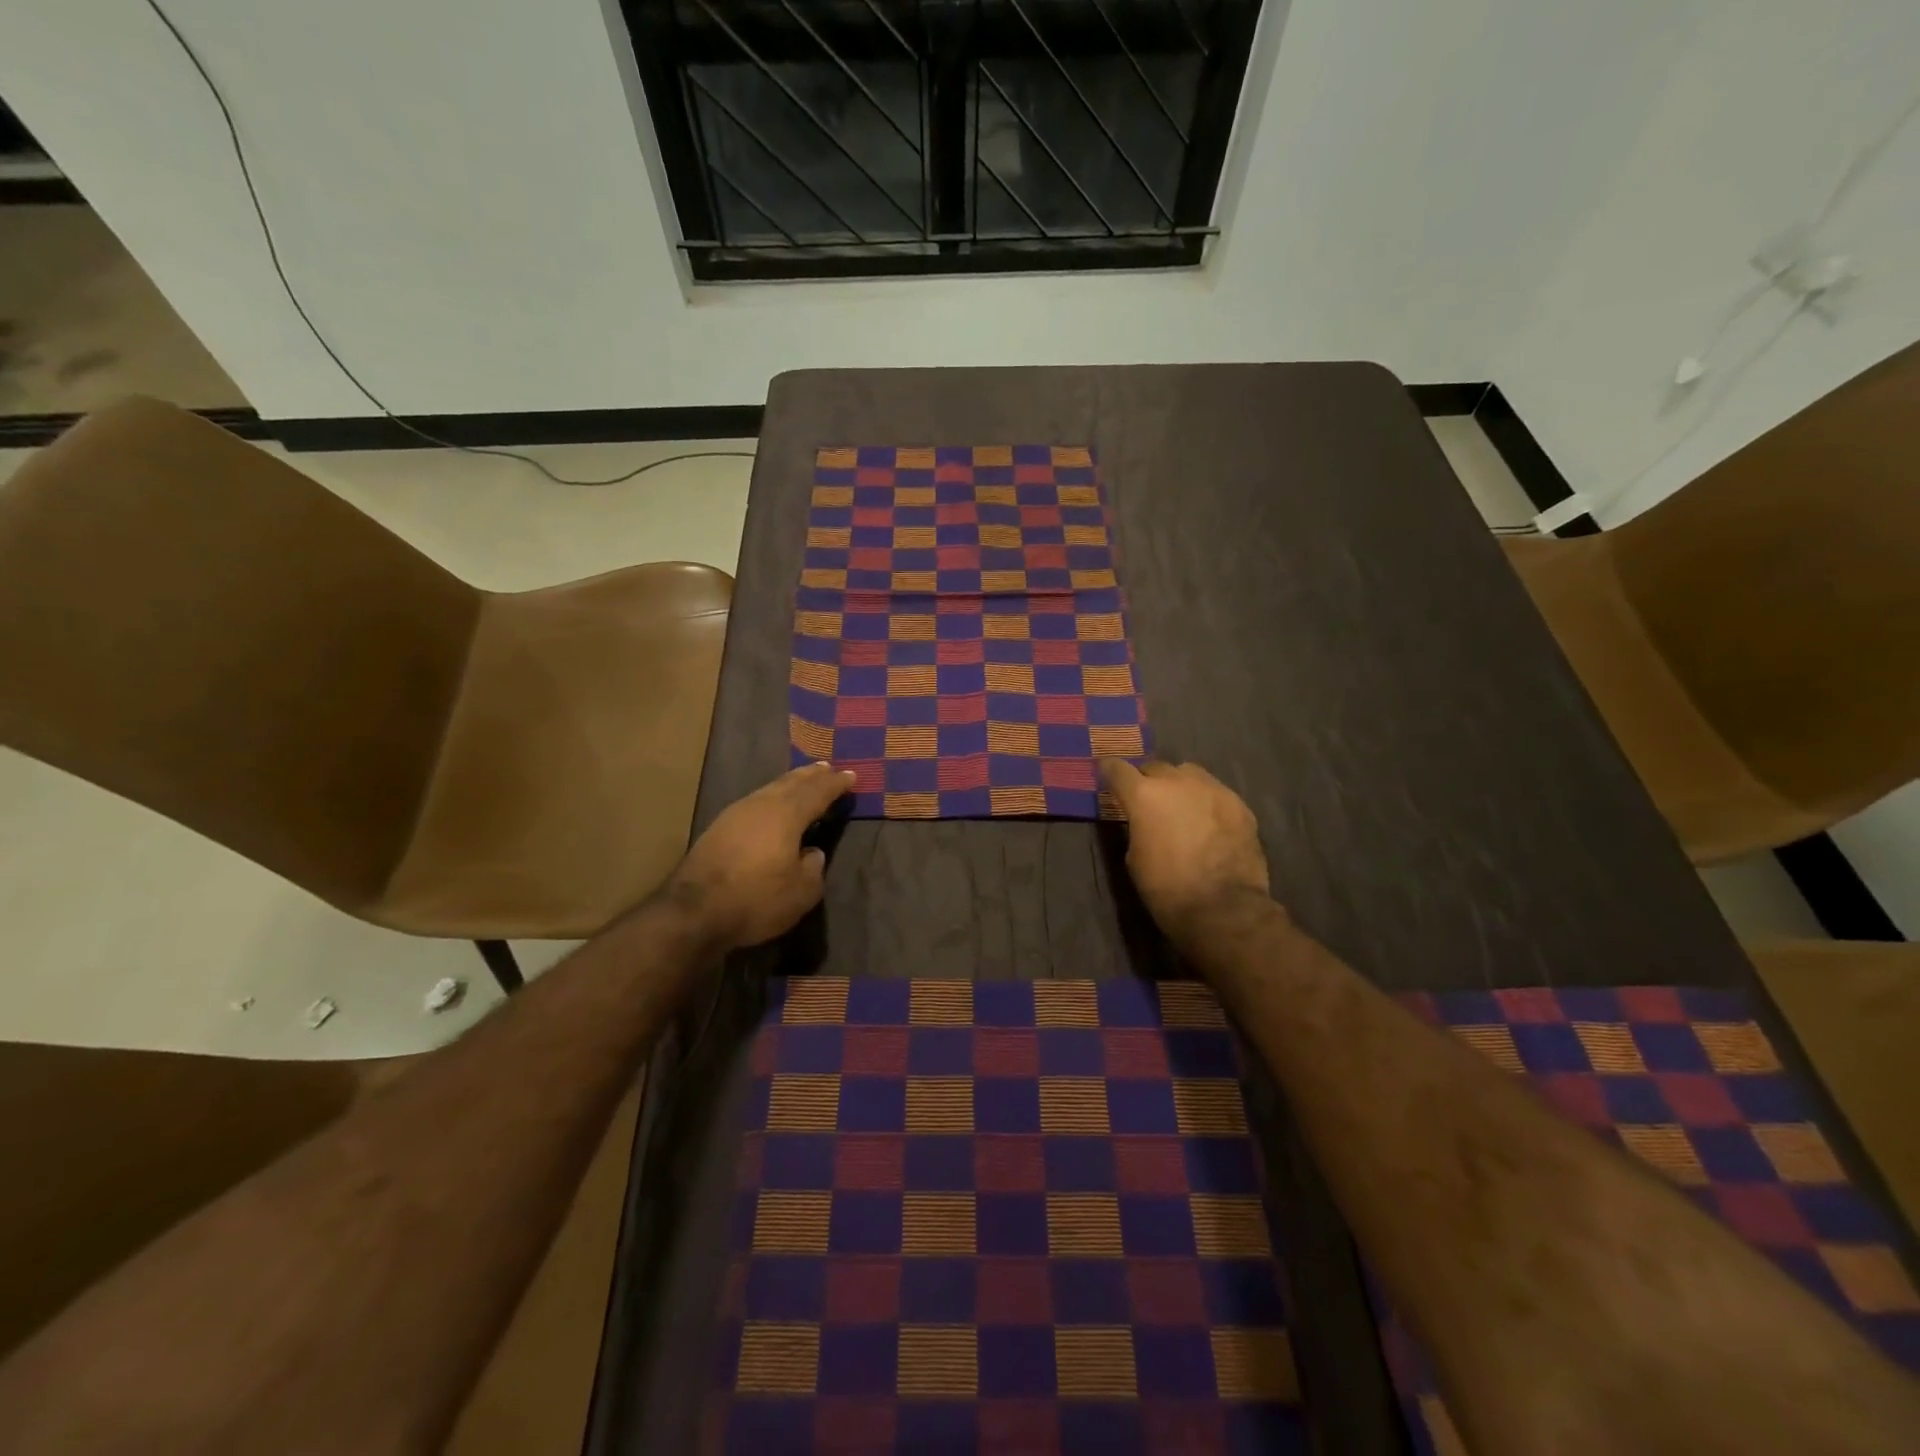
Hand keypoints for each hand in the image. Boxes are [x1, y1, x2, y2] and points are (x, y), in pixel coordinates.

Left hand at [666, 763, 853, 951]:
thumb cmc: (755, 900)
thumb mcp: (801, 893)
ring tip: (803, 780)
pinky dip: (772, 797)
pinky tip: (772, 805)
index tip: (852, 775)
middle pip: (792, 782)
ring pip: (770, 789)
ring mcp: (736, 813)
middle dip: (812, 775)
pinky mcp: (719, 827)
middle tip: (827, 768)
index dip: (836, 784)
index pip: (818, 792)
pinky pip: (755, 801)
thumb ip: (814, 868)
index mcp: (787, 815)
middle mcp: (762, 805)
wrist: (693, 912)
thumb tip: (812, 852)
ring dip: (790, 783)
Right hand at [1099, 759, 1272, 941]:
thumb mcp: (1135, 858)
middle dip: (1147, 780)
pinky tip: (1209, 824)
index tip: (1106, 776)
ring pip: (1189, 774)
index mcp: (1144, 795)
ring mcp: (1213, 789)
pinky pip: (1216, 793)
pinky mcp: (1239, 804)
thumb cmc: (1167, 888)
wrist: (1223, 908)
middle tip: (1148, 801)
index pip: (1117, 768)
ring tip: (1182, 807)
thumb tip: (1143, 821)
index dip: (1109, 771)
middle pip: (1155, 767)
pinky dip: (1207, 803)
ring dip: (1180, 785)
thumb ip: (1136, 827)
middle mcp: (1178, 781)